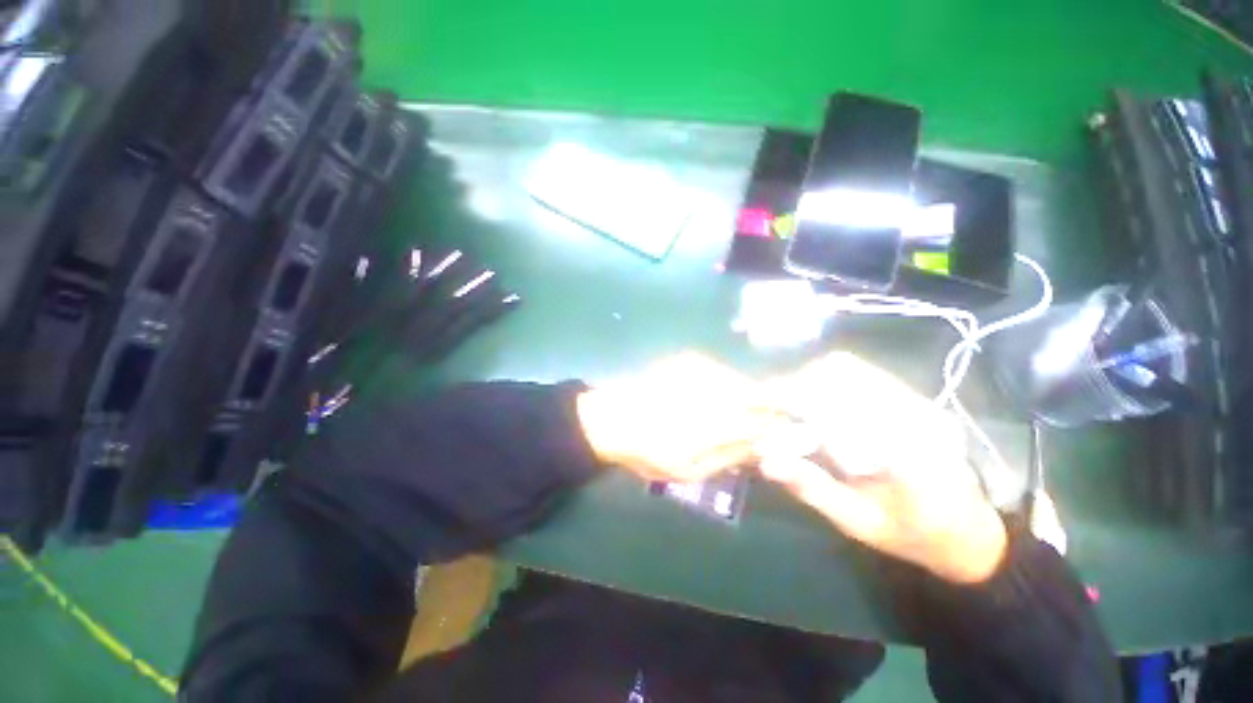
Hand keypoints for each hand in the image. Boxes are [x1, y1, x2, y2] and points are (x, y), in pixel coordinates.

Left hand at [577, 352, 781, 482]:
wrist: (610, 418)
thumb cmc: (648, 451)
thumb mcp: (690, 470)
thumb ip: (731, 455)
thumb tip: (765, 445)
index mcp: (716, 421)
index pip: (766, 418)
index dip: (780, 426)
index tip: (783, 437)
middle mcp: (714, 387)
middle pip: (760, 393)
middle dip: (767, 409)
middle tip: (758, 428)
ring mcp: (701, 368)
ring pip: (742, 380)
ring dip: (746, 397)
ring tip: (729, 415)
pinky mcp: (689, 359)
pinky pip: (722, 372)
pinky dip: (726, 386)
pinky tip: (709, 400)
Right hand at [758, 353, 1007, 583]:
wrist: (969, 530)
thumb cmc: (912, 533)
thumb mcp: (858, 522)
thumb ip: (813, 489)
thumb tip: (766, 459)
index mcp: (904, 447)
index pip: (837, 402)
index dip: (793, 395)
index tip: (759, 402)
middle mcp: (911, 411)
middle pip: (840, 372)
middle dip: (795, 384)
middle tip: (771, 409)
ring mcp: (914, 400)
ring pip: (848, 367)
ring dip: (808, 380)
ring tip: (789, 406)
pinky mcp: (911, 397)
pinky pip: (859, 373)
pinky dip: (825, 381)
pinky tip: (815, 404)